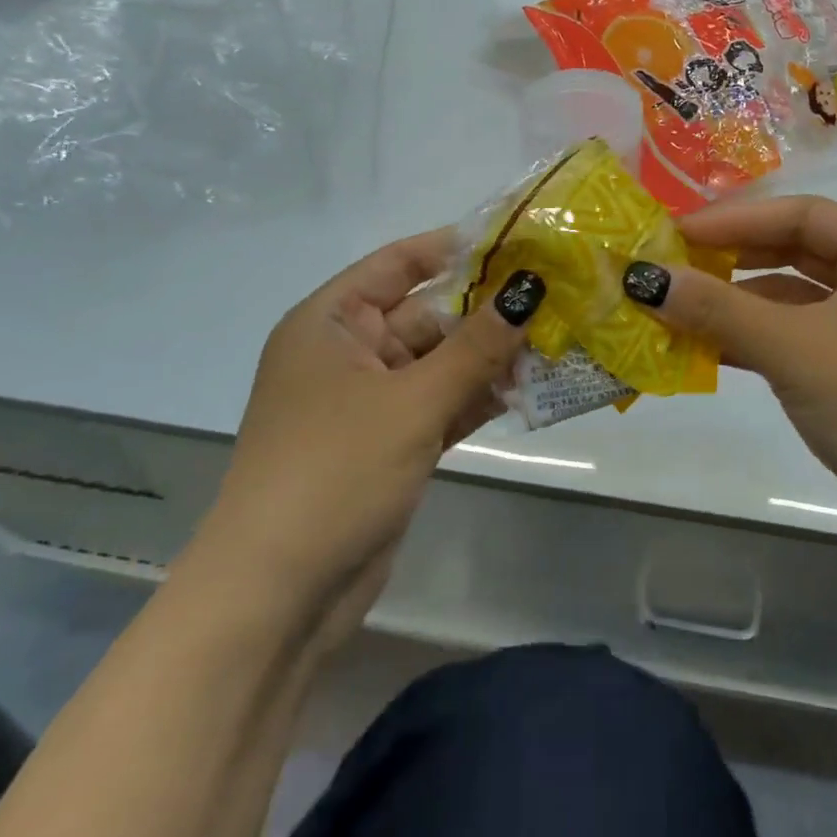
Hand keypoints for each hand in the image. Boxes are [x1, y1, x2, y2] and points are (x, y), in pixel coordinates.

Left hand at [199, 230, 543, 598]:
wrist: (279, 596)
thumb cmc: (335, 471)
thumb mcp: (412, 401)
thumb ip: (475, 346)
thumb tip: (529, 289)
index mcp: (330, 323)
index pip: (397, 263)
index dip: (454, 247)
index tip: (517, 239)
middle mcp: (347, 353)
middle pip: (426, 314)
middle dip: (487, 310)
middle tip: (555, 296)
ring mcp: (371, 401)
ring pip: (440, 362)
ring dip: (490, 357)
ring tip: (556, 341)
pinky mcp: (391, 443)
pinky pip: (441, 403)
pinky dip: (478, 397)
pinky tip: (529, 390)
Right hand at [623, 196, 836, 535]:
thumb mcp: (792, 346)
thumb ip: (716, 309)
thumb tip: (643, 278)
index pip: (800, 215)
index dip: (733, 220)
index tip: (674, 233)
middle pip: (797, 252)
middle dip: (733, 259)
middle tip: (672, 265)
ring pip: (795, 301)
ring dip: (739, 305)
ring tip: (678, 309)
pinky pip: (800, 341)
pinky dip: (757, 342)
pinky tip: (711, 351)